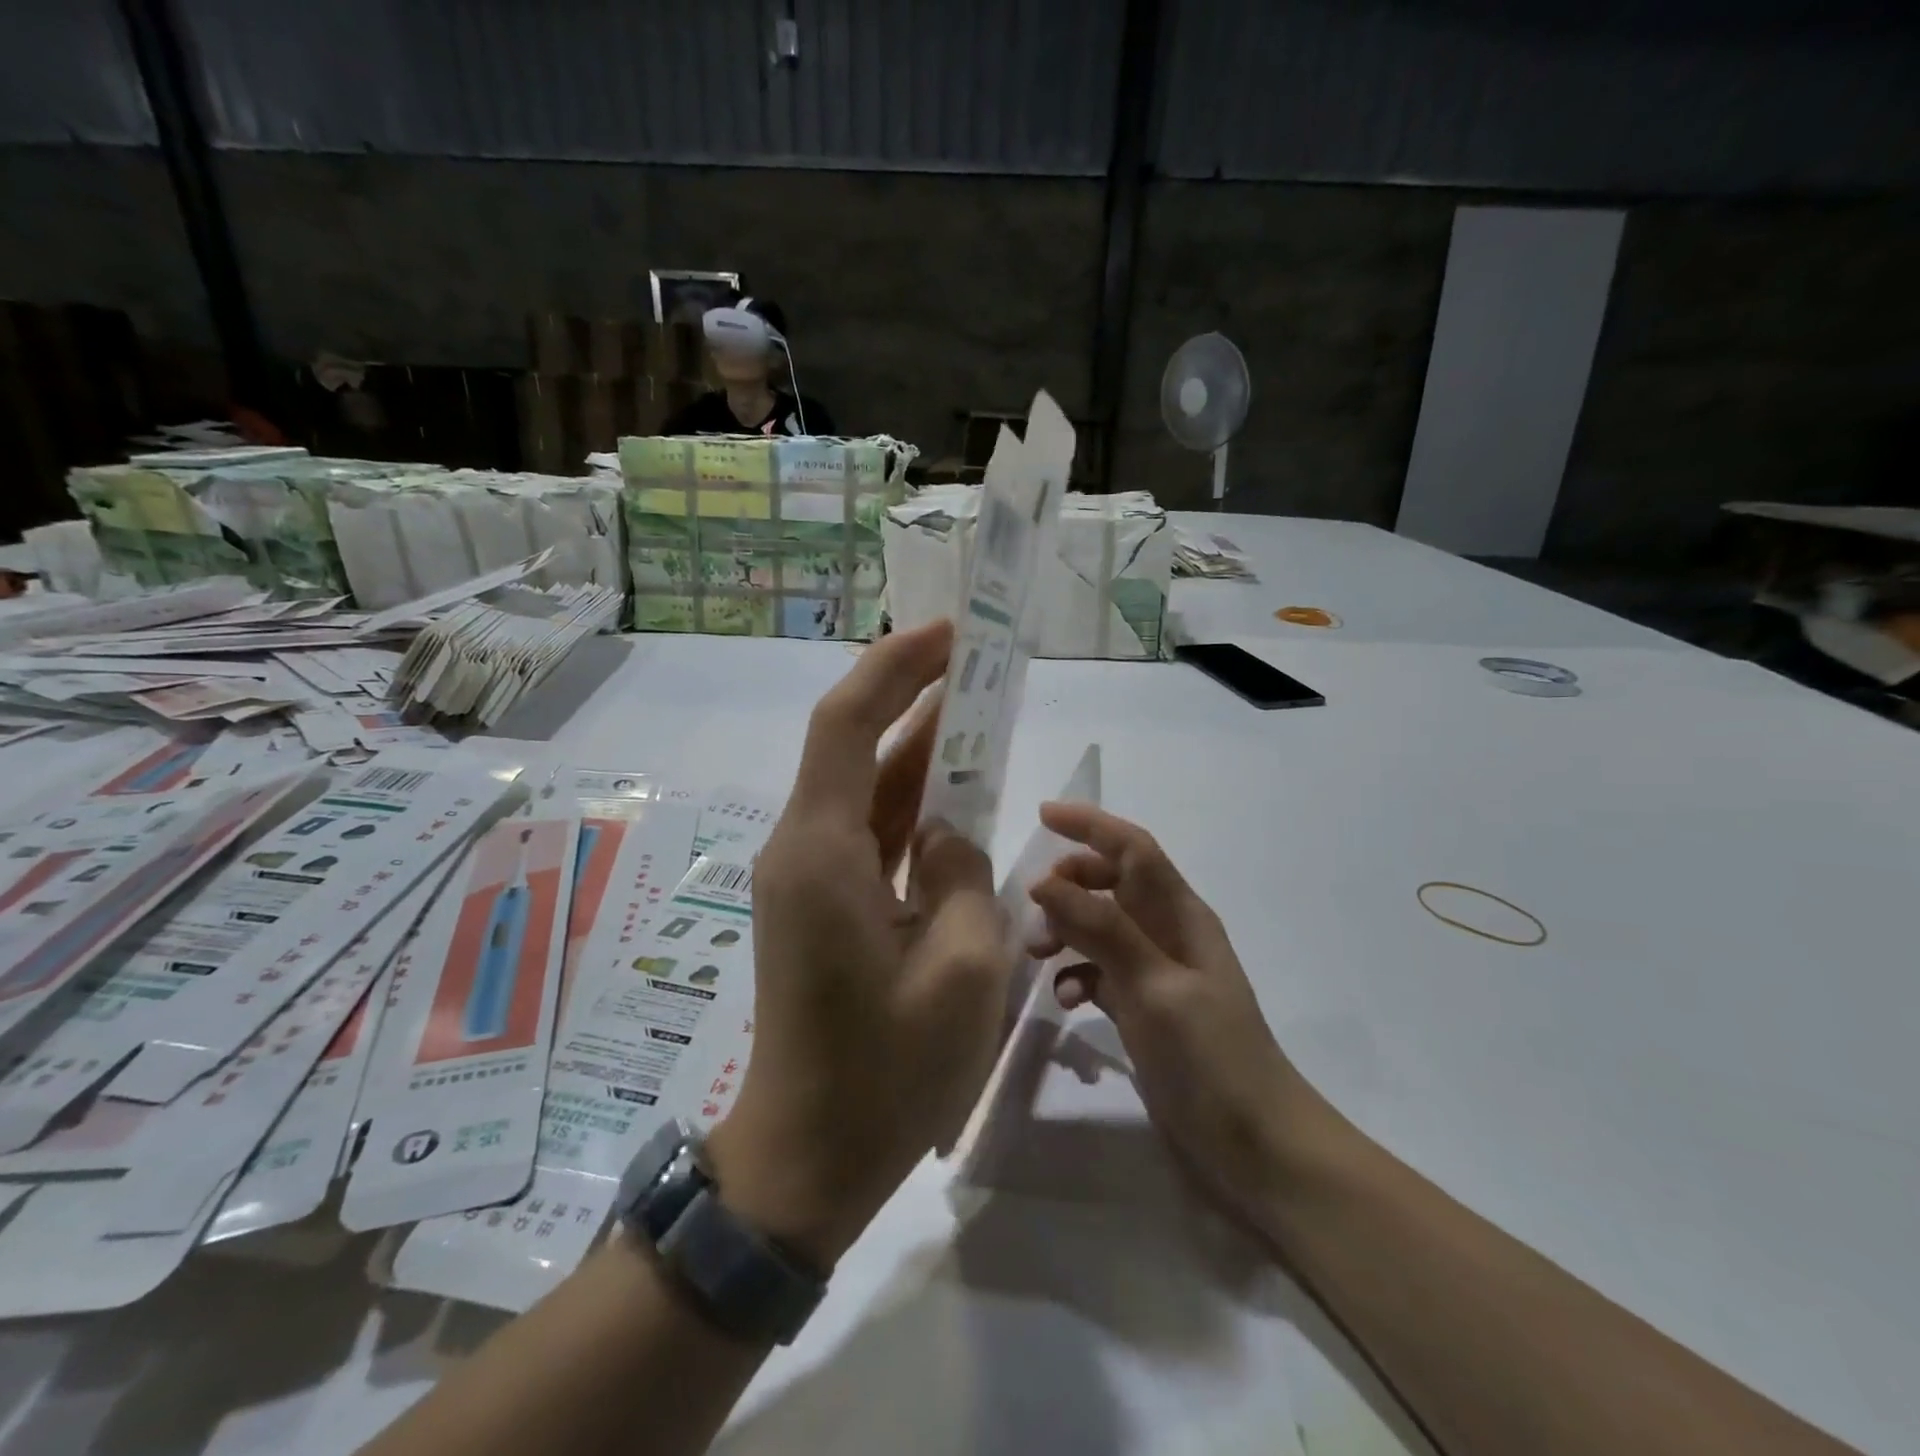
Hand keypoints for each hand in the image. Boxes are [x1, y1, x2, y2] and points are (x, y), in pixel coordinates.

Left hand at [709, 621, 1014, 1267]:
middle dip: (909, 693)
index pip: (848, 725)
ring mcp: (809, 876)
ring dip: (915, 744)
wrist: (809, 1157)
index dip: (895, 668)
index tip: (948, 634)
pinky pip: (870, 830)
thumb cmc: (887, 1073)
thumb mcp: (962, 968)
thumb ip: (961, 873)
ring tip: (974, 703)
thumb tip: (946, 831)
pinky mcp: (823, 902)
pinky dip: (911, 800)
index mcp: (823, 853)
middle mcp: (804, 848)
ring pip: (864, 786)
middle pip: (852, 744)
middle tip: (973, 657)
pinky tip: (955, 785)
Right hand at [1028, 802, 1327, 1227]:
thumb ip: (1102, 929)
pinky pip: (1099, 971)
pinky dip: (1077, 974)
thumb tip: (1045, 882)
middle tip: (1032, 908)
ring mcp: (1155, 972)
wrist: (1255, 1144)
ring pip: (1099, 927)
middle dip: (1068, 885)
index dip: (1091, 825)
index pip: (1133, 849)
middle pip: (1110, 883)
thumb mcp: (1154, 986)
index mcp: (1180, 914)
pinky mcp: (1143, 1007)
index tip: (1043, 814)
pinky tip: (1065, 1001)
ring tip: (1036, 955)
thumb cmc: (1211, 1056)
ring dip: (1065, 930)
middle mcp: (1167, 932)